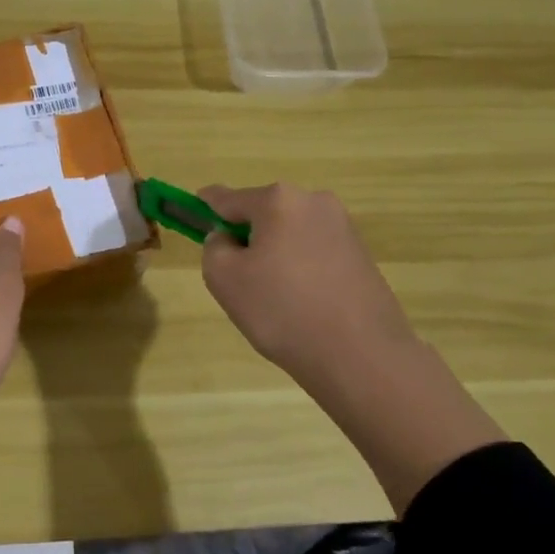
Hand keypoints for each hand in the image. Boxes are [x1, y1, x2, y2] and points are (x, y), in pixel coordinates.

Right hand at [200, 181, 506, 512]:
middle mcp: (314, 201)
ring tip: (274, 299)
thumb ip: (214, 247)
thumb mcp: (224, 278)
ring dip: (274, 254)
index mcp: (278, 200)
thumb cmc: (282, 310)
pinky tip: (302, 304)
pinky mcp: (361, 255)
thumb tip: (228, 239)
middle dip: (246, 237)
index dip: (205, 208)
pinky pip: (314, 252)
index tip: (193, 217)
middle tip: (238, 279)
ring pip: (289, 234)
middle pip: (262, 213)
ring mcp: (343, 227)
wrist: (361, 355)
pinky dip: (300, 269)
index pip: (227, 198)